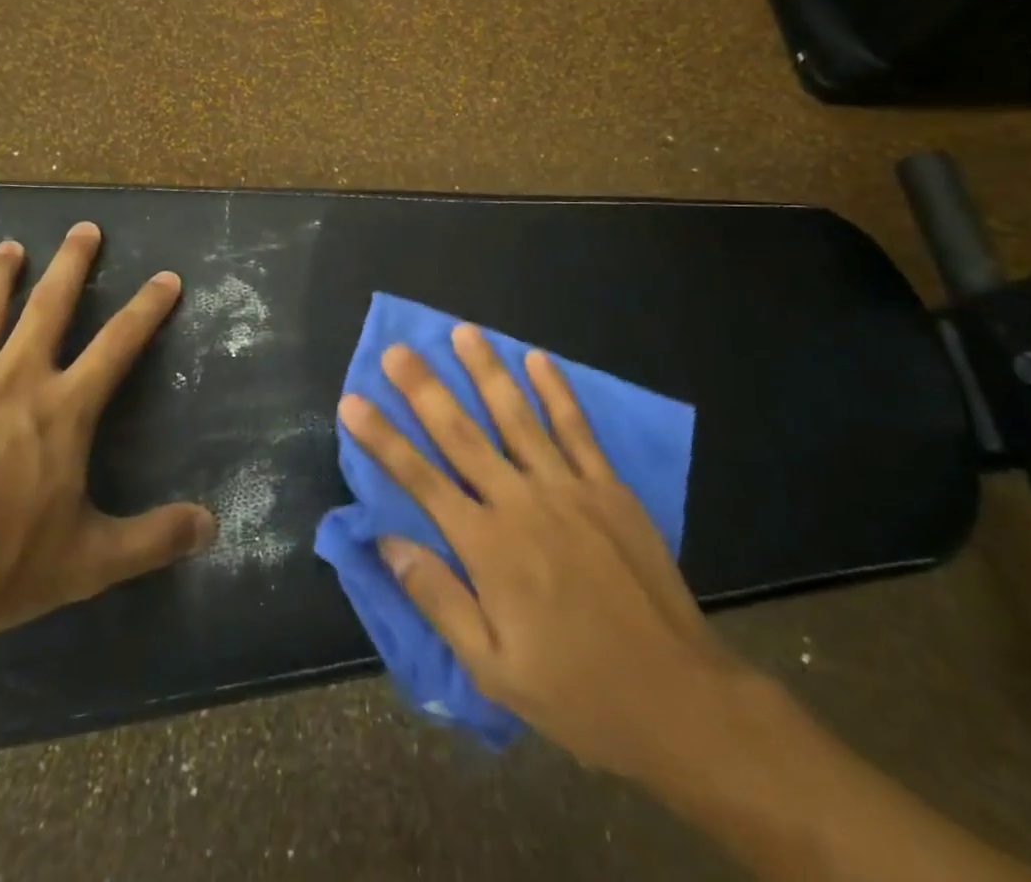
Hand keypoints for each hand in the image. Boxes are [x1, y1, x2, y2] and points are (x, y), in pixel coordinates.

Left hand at [0, 224, 215, 646]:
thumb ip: (153, 540)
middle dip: (72, 264)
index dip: (147, 308)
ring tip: (8, 246)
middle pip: (49, 306)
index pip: (119, 344)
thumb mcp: (87, 561)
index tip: (166, 276)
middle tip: (83, 228)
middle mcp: (15, 379)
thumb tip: (212, 527)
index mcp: (64, 408)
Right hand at [338, 327, 753, 784]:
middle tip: (398, 349)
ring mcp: (569, 488)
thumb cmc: (576, 691)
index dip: (382, 439)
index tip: (353, 401)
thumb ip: (438, 599)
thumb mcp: (493, 669)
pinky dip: (556, 390)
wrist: (678, 699)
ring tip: (462, 331)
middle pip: (462, 434)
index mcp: (488, 547)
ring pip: (517, 416)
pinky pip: (577, 428)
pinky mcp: (608, 487)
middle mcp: (522, 502)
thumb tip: (387, 542)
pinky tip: (537, 358)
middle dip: (424, 389)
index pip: (420, 480)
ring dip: (487, 371)